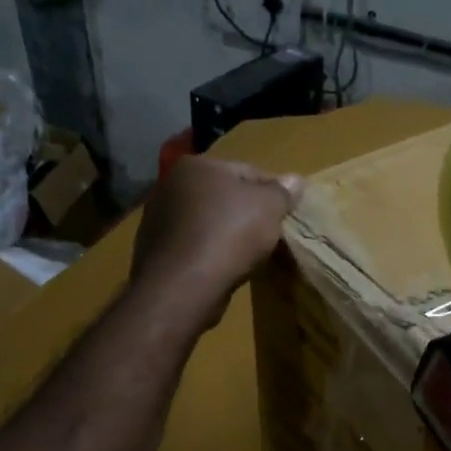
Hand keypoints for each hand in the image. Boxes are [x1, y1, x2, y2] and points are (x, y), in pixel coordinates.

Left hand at [130, 157, 303, 327]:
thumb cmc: (230, 234)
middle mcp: (170, 186)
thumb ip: (283, 192)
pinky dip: (209, 253)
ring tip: (248, 255)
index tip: (287, 213)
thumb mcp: (268, 207)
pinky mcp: (155, 252)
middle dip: (246, 212)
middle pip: (223, 196)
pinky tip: (224, 268)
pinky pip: (194, 246)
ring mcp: (158, 220)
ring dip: (227, 234)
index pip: (246, 171)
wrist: (184, 286)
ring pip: (207, 222)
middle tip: (270, 233)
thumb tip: (295, 180)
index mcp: (196, 165)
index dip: (272, 191)